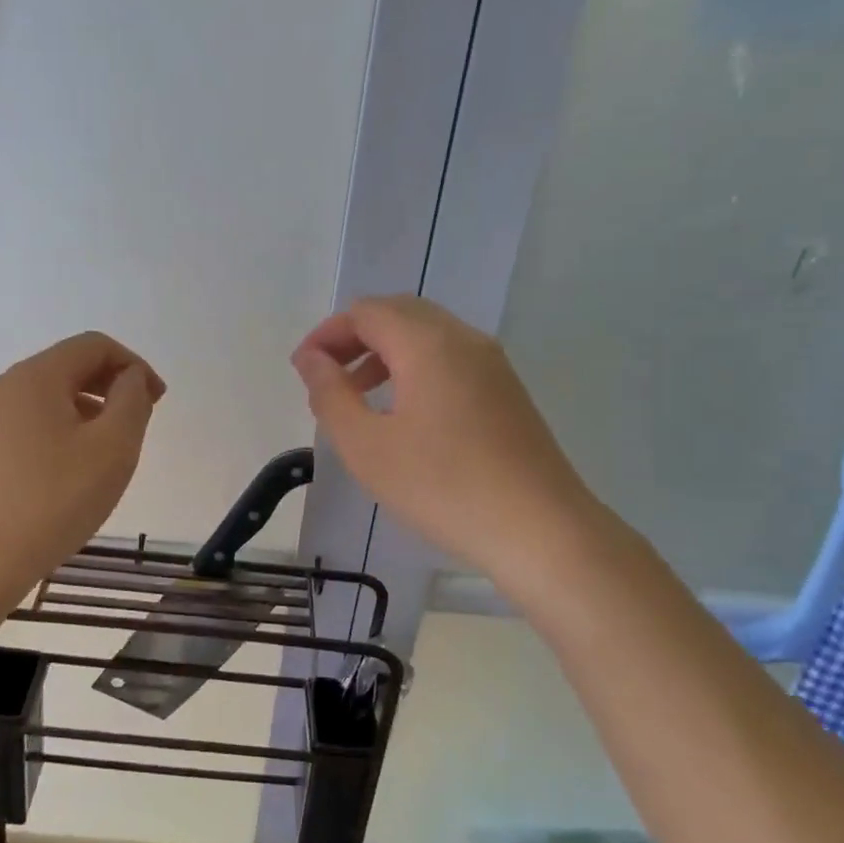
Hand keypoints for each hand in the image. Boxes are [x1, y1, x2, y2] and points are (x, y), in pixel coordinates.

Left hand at [0, 332, 164, 605]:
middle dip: (111, 387)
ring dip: (87, 411)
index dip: (134, 365)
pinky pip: (28, 425)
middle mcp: (3, 386)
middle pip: (68, 367)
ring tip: (107, 453)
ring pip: (47, 398)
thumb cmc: (54, 500)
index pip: (94, 345)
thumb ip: (132, 400)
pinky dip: (60, 432)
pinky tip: (70, 473)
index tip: (157, 401)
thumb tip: (130, 377)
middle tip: (138, 425)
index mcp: (35, 376)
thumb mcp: (112, 447)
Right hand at [291, 295, 594, 583]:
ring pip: (426, 335)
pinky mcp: (506, 390)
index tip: (303, 371)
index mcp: (428, 343)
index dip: (327, 334)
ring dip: (384, 353)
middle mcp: (463, 339)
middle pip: (398, 313)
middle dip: (354, 338)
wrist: (540, 530)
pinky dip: (414, 368)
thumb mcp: (367, 446)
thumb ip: (331, 395)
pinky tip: (403, 413)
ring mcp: (492, 363)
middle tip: (325, 376)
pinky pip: (449, 358)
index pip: (366, 312)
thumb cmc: (443, 487)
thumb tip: (311, 359)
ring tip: (356, 396)